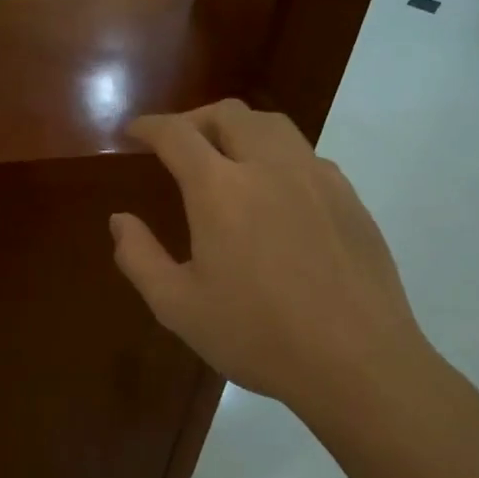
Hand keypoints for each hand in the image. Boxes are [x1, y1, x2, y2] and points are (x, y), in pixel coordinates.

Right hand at [110, 99, 435, 422]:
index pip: (177, 134)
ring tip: (224, 155)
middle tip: (177, 144)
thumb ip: (139, 257)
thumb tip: (120, 220)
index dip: (150, 126)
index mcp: (220, 189)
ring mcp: (316, 177)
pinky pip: (305, 154)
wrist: (358, 363)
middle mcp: (269, 166)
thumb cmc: (258, 336)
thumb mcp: (178, 306)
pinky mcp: (348, 196)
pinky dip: (276, 154)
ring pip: (272, 124)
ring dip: (238, 127)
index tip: (135, 131)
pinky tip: (274, 191)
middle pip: (228, 113)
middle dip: (194, 119)